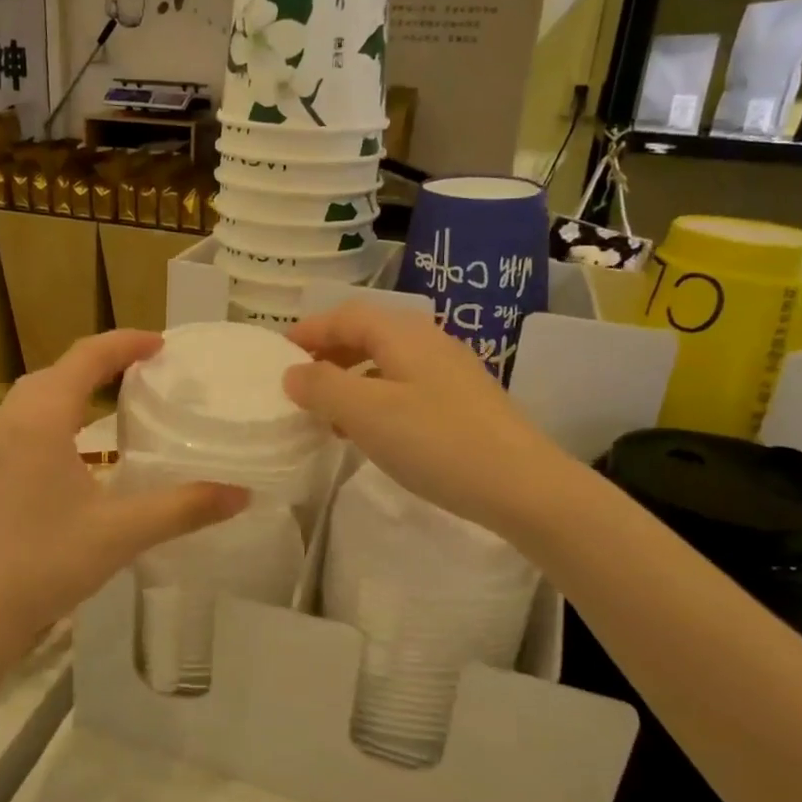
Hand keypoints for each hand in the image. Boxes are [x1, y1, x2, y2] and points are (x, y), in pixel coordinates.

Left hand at [0, 330, 246, 669]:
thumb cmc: (45, 563)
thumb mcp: (122, 532)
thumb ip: (184, 508)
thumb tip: (242, 494)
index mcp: (40, 419)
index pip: (85, 358)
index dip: (124, 343)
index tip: (160, 344)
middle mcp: (8, 421)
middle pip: (56, 371)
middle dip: (99, 361)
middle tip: (141, 369)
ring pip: (32, 396)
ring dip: (71, 386)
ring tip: (109, 398)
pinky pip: (20, 420)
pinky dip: (51, 412)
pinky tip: (70, 444)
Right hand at [283, 300, 566, 536]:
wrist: (522, 485)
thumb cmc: (435, 441)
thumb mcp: (366, 412)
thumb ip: (322, 387)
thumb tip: (293, 373)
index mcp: (402, 334)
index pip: (346, 316)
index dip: (310, 330)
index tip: (279, 353)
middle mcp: (429, 342)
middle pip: (368, 335)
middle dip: (330, 354)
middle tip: (300, 383)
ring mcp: (451, 372)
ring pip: (387, 363)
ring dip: (352, 380)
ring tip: (328, 413)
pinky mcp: (464, 403)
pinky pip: (406, 388)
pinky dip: (377, 400)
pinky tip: (371, 434)